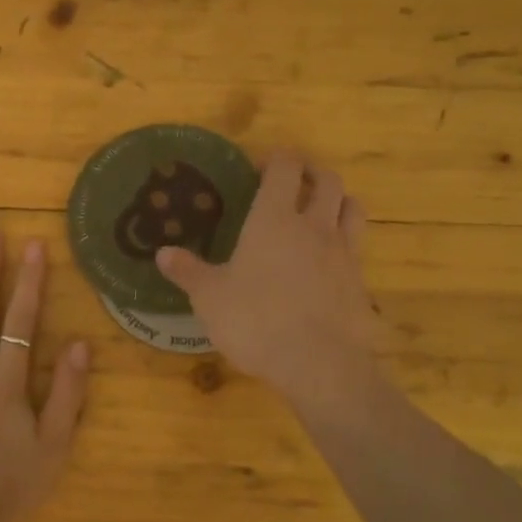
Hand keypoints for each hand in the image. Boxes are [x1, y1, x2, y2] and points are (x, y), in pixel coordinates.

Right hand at [156, 150, 382, 412]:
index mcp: (274, 219)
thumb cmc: (256, 321)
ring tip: (321, 209)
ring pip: (352, 207)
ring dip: (337, 199)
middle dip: (310, 171)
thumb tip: (162, 254)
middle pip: (326, 179)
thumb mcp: (209, 298)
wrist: (318, 363)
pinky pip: (357, 246)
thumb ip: (188, 272)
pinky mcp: (359, 281)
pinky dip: (345, 241)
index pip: (285, 167)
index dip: (276, 158)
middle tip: (293, 179)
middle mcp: (314, 225)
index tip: (260, 166)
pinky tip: (329, 259)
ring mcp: (343, 252)